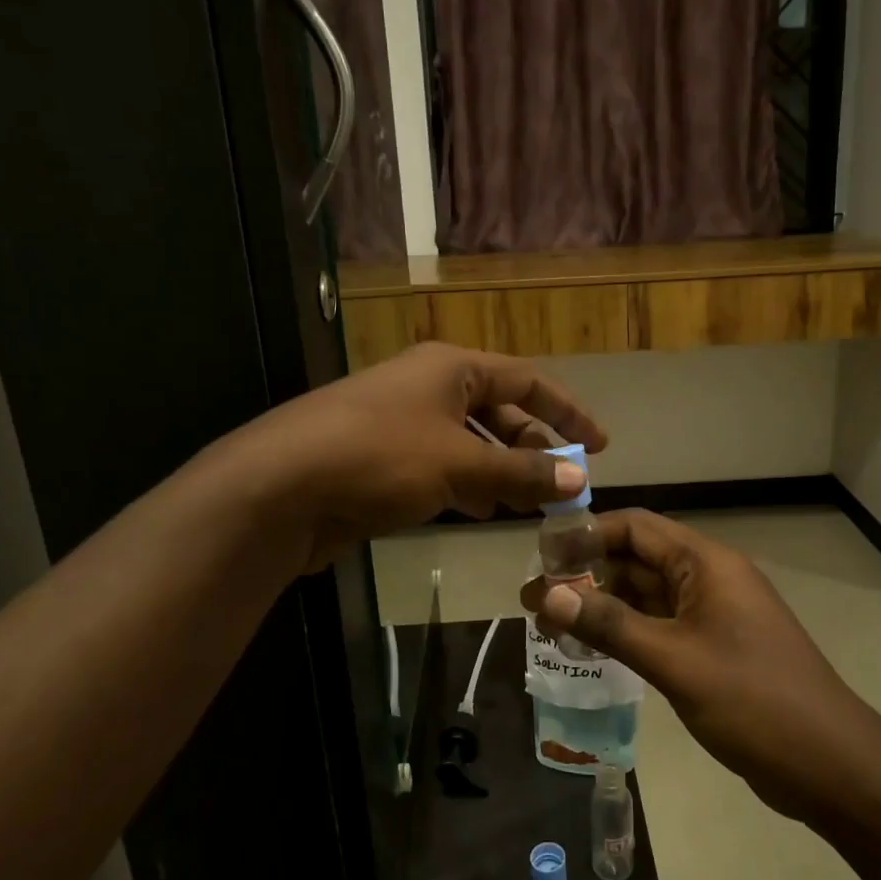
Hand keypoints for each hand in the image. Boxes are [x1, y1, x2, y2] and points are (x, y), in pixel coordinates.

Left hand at [231, 344, 606, 572]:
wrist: (281, 487)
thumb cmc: (380, 456)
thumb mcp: (460, 464)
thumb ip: (521, 470)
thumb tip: (580, 477)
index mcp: (451, 368)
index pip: (527, 381)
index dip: (567, 411)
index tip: (600, 444)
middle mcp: (428, 386)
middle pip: (499, 410)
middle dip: (534, 446)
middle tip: (565, 483)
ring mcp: (401, 422)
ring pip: (470, 442)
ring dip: (503, 470)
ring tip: (531, 503)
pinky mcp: (381, 458)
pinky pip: (441, 466)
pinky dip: (468, 485)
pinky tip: (481, 511)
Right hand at [520, 509, 873, 823]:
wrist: (832, 766)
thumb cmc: (755, 702)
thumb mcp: (675, 661)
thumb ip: (610, 625)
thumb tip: (548, 595)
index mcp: (707, 563)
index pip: (635, 527)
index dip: (586, 535)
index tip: (541, 557)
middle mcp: (709, 578)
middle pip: (637, 558)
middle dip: (587, 574)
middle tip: (536, 599)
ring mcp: (713, 614)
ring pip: (646, 594)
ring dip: (603, 604)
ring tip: (552, 624)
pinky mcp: (713, 647)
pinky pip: (660, 624)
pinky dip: (626, 630)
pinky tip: (592, 648)